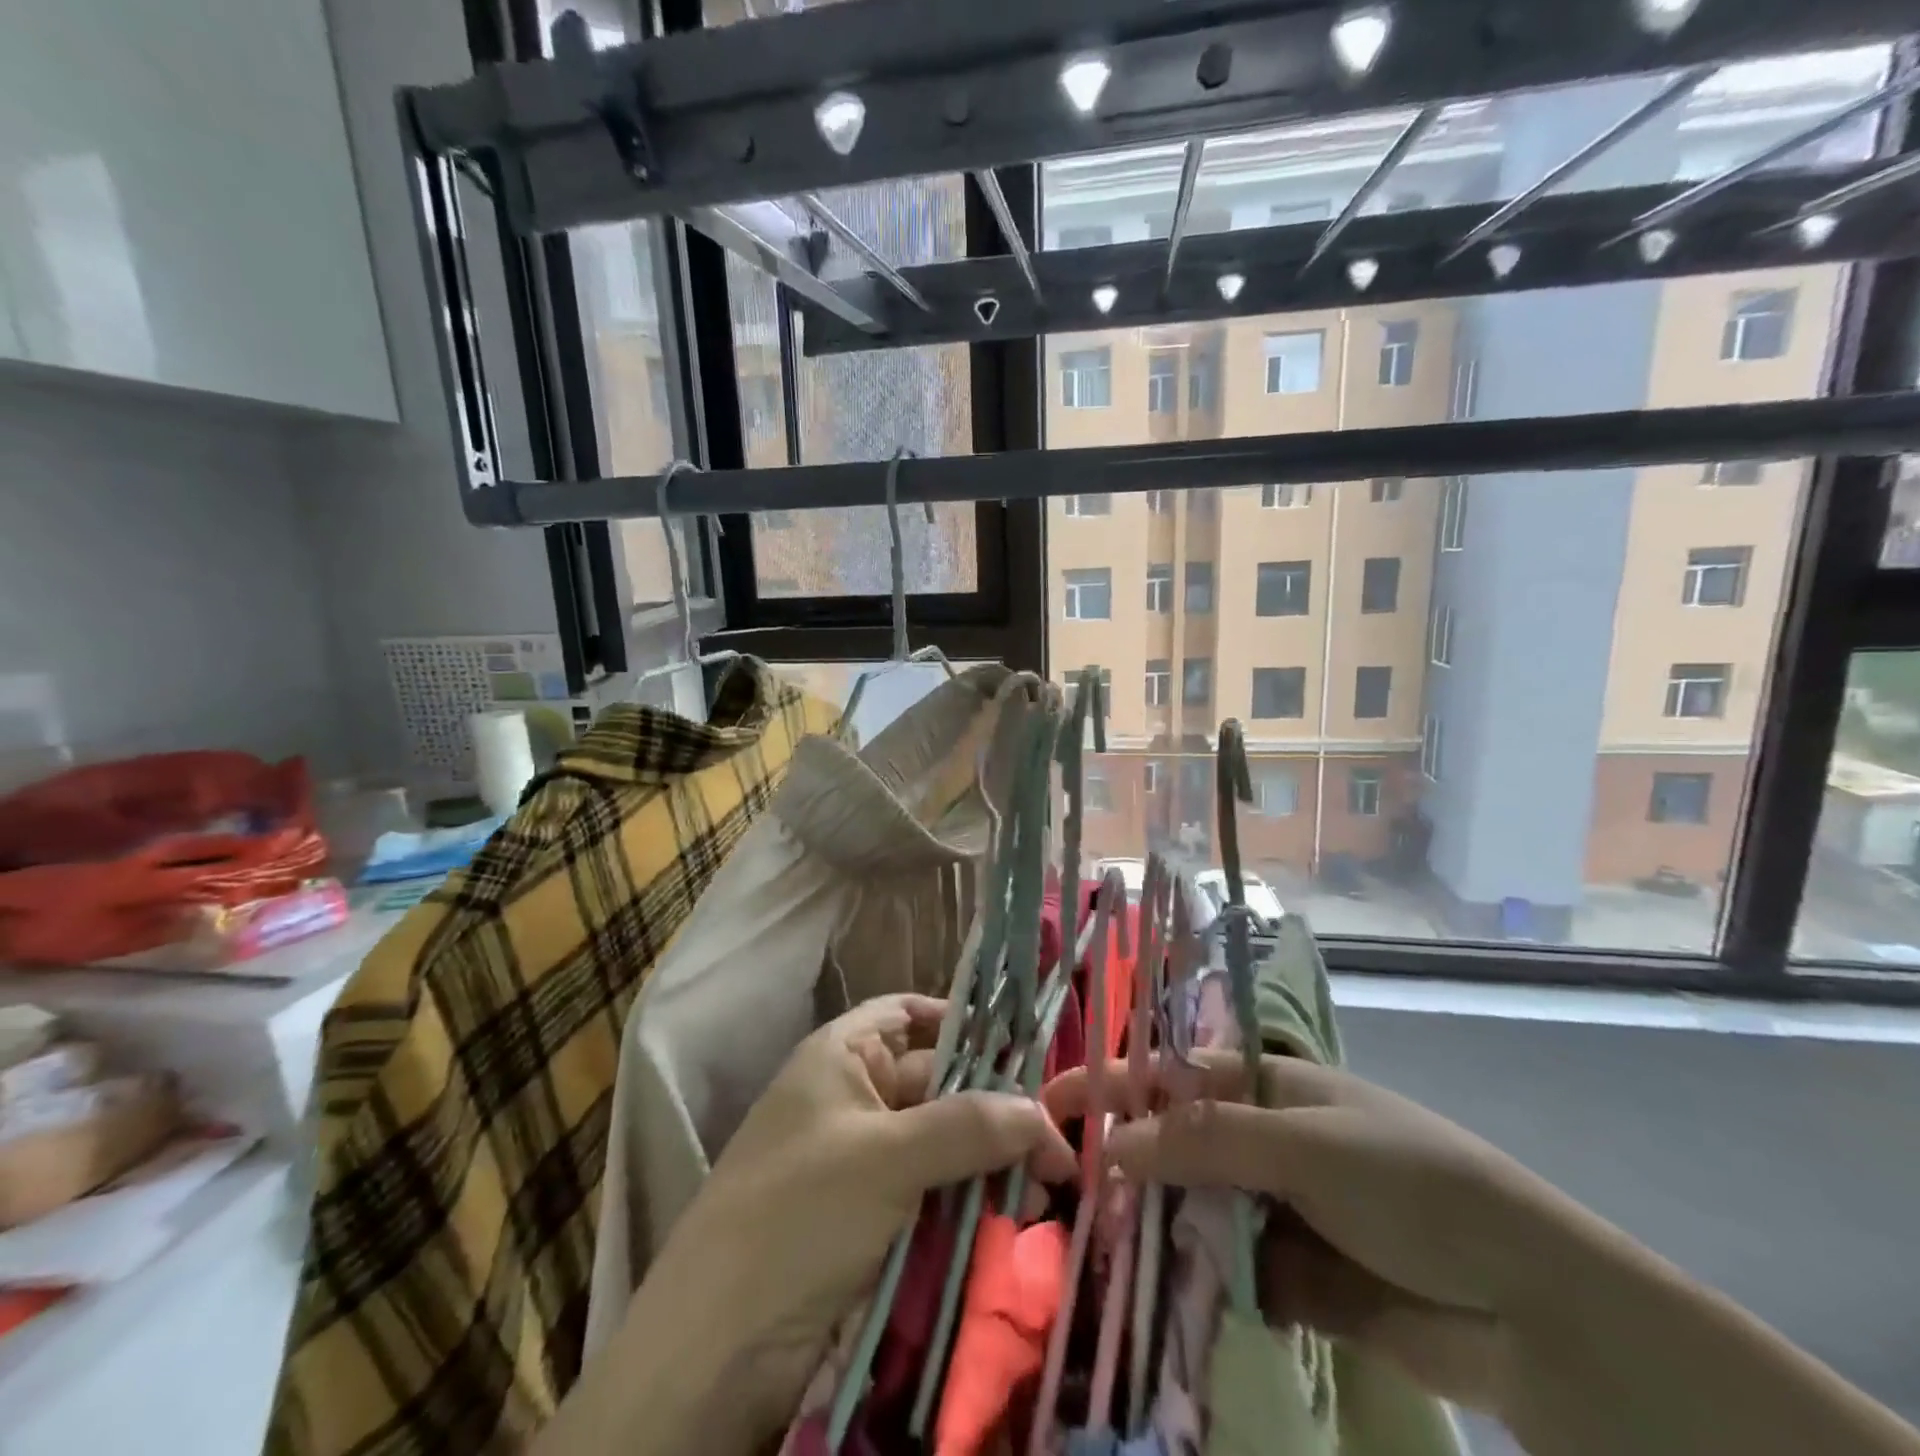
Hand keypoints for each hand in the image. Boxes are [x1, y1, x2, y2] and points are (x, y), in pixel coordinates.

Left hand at [640, 995, 1074, 1450]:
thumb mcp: (886, 1158)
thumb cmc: (798, 1215)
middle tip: (1060, 1142)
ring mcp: (861, 1163)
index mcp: (842, 1057)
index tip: (1020, 1046)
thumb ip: (969, 1126)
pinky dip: (968, 1204)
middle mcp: (853, 1099)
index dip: (960, 1021)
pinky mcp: (871, 1222)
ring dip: (989, 1163)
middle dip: (994, 1107)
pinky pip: (932, 1196)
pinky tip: (1014, 1221)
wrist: (714, 1351)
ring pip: (942, 1145)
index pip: (908, 1013)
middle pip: (937, 1083)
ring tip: (1052, 1185)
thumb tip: (1043, 1114)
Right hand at [1045, 1052, 1591, 1415]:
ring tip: (1093, 1251)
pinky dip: (1196, 1284)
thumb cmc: (1410, 1184)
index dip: (1115, 1085)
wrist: (1533, 1309)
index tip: (1052, 1104)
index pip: (1173, 1075)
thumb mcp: (1303, 1145)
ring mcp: (1278, 1211)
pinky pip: (1227, 1273)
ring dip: (1154, 1229)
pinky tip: (1156, 1300)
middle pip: (1177, 1145)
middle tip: (1061, 1192)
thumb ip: (1205, 1141)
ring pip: (1195, 1211)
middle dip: (1126, 1164)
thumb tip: (1112, 1141)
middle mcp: (1266, 1141)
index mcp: (1268, 1088)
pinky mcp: (1293, 1280)